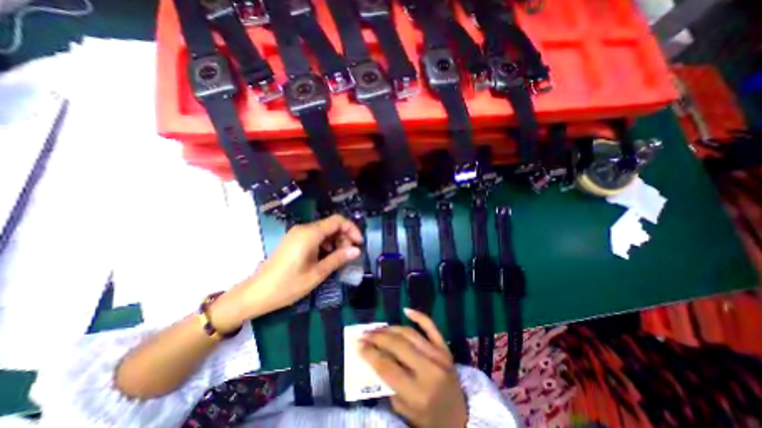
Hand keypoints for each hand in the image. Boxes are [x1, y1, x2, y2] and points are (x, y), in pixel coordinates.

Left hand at [208, 216, 361, 332]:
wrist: (255, 294)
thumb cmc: (287, 285)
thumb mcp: (317, 273)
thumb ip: (338, 258)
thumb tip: (357, 250)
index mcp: (310, 234)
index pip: (338, 221)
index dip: (352, 229)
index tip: (359, 244)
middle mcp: (304, 229)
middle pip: (331, 225)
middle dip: (344, 237)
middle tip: (349, 255)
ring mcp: (297, 234)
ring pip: (324, 231)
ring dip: (335, 242)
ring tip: (338, 259)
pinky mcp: (294, 240)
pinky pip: (315, 237)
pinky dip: (325, 244)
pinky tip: (326, 258)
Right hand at [360, 309, 466, 425]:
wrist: (461, 418)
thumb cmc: (430, 419)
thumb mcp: (406, 413)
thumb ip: (389, 386)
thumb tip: (374, 359)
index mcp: (418, 393)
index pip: (387, 367)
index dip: (370, 354)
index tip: (358, 345)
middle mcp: (429, 370)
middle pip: (397, 345)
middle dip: (377, 337)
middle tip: (364, 334)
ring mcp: (438, 355)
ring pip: (409, 333)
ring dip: (390, 328)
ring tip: (377, 328)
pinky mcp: (445, 347)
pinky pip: (431, 326)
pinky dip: (418, 316)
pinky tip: (406, 310)